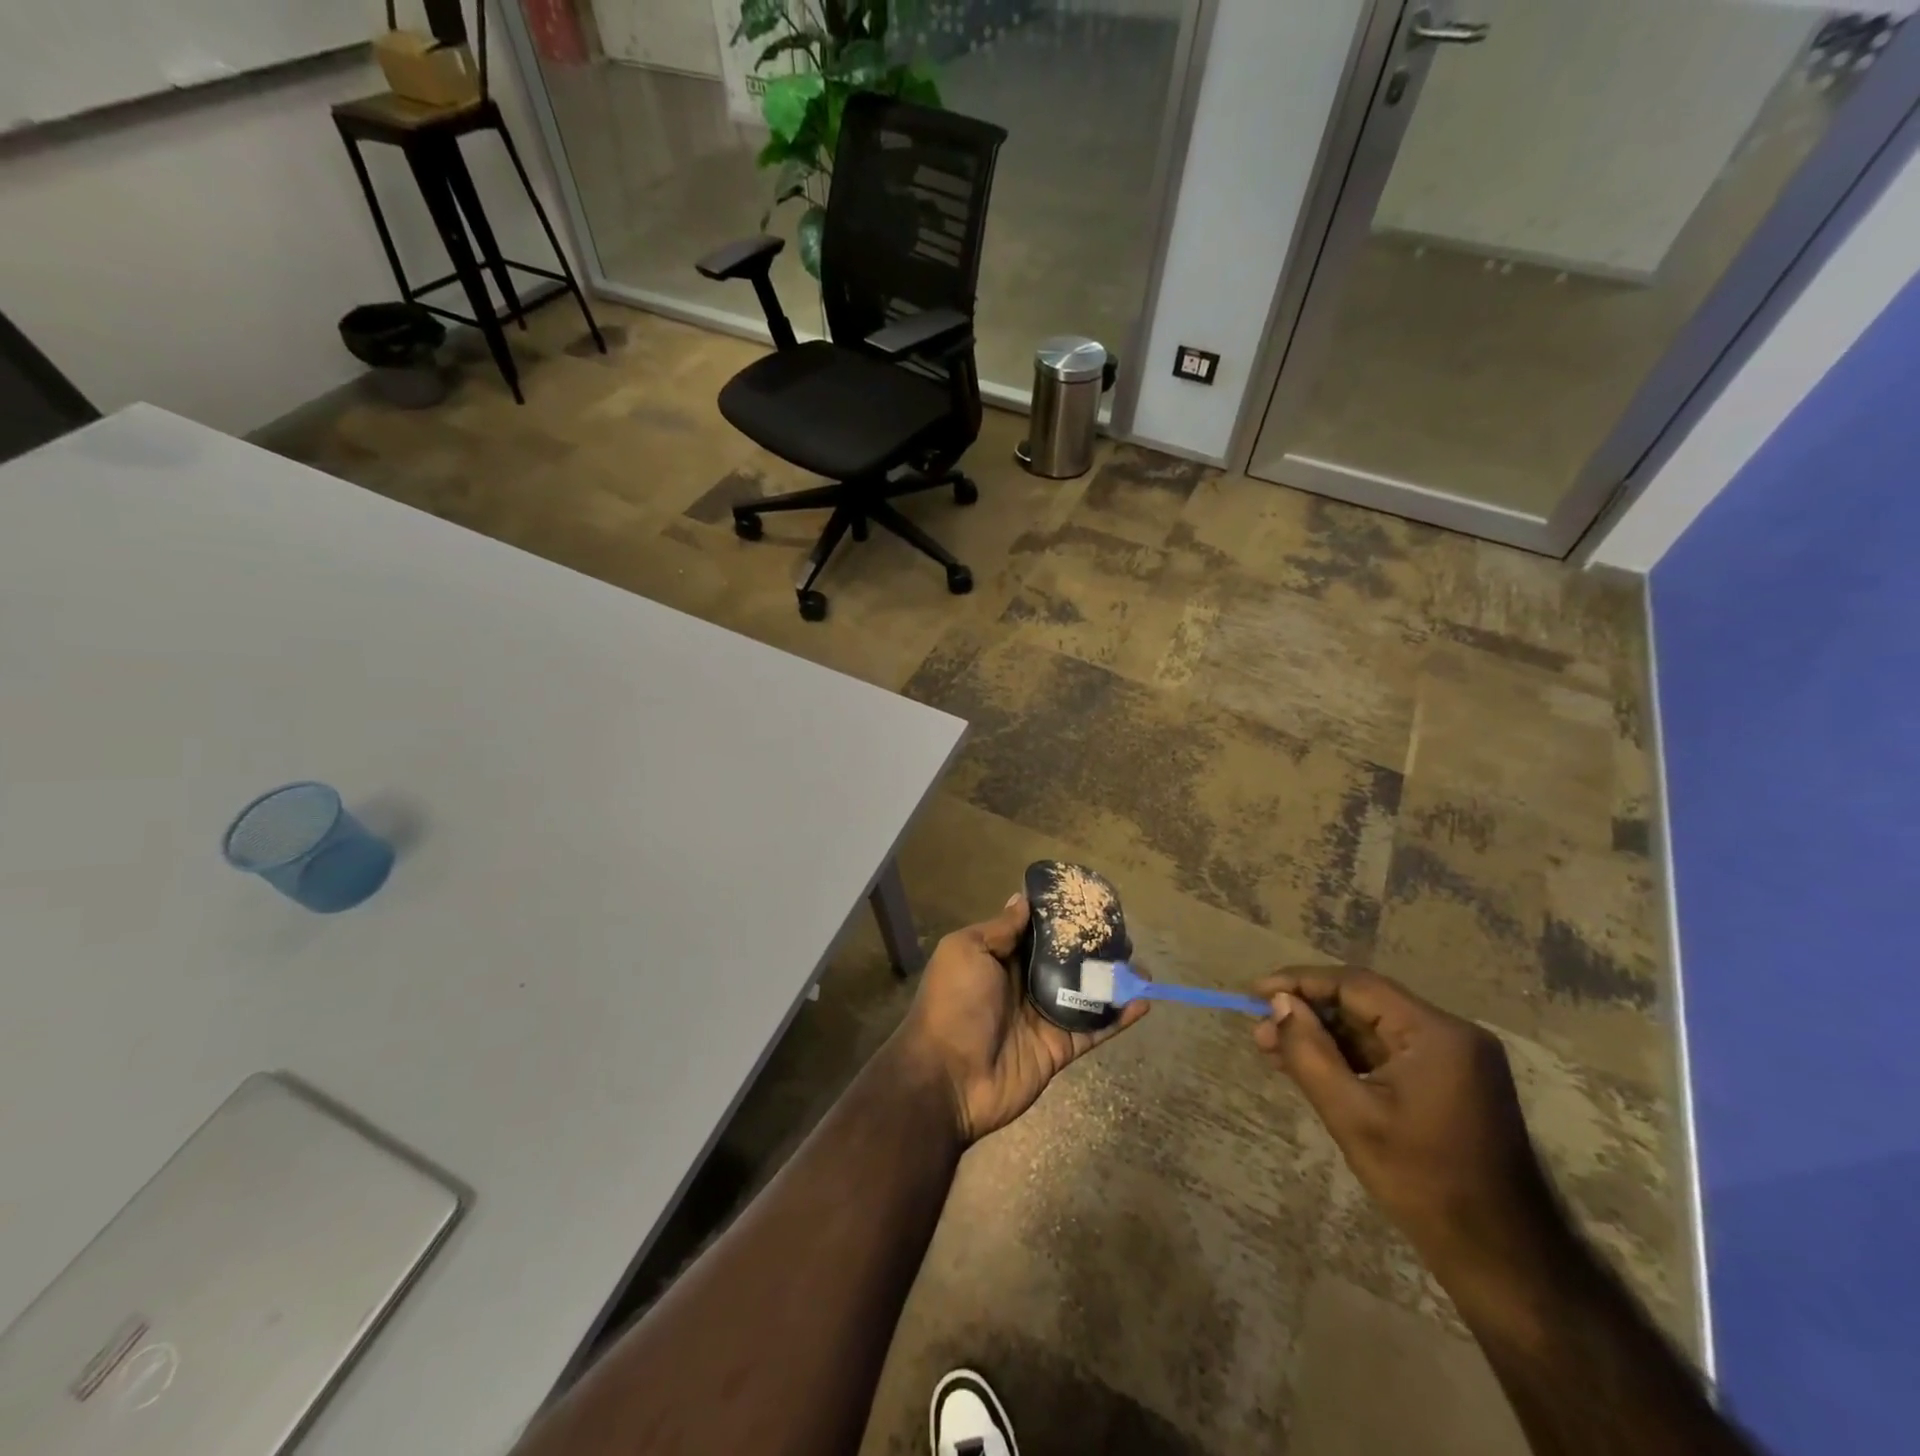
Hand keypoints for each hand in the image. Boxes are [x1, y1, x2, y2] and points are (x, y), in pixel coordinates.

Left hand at [900, 893, 1148, 1144]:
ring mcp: (1043, 1017)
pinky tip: (1144, 1001)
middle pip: (1065, 961)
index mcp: (999, 958)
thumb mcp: (966, 951)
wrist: (947, 1078)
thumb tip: (1022, 899)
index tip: (1088, 901)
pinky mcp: (1059, 1048)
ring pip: (1085, 993)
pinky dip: (1119, 1017)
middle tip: (1123, 933)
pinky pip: (1094, 1029)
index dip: (1060, 917)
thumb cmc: (954, 1004)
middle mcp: (1023, 984)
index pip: (1036, 932)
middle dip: (1093, 947)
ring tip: (1142, 966)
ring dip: (1113, 980)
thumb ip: (1000, 929)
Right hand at [1252, 968, 1563, 1292]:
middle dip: (1309, 1013)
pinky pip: (1389, 1053)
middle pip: (1366, 1004)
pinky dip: (1349, 1057)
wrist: (1503, 1260)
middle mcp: (1452, 1034)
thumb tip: (1279, 1005)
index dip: (1301, 982)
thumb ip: (1310, 1052)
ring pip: (1374, 1029)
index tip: (1256, 992)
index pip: (1357, 985)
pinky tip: (1312, 1067)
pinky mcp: (1452, 1083)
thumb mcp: (1352, 1116)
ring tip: (1273, 1049)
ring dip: (1325, 1036)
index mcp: (1437, 1034)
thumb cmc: (1424, 1183)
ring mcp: (1456, 1059)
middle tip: (1260, 1029)